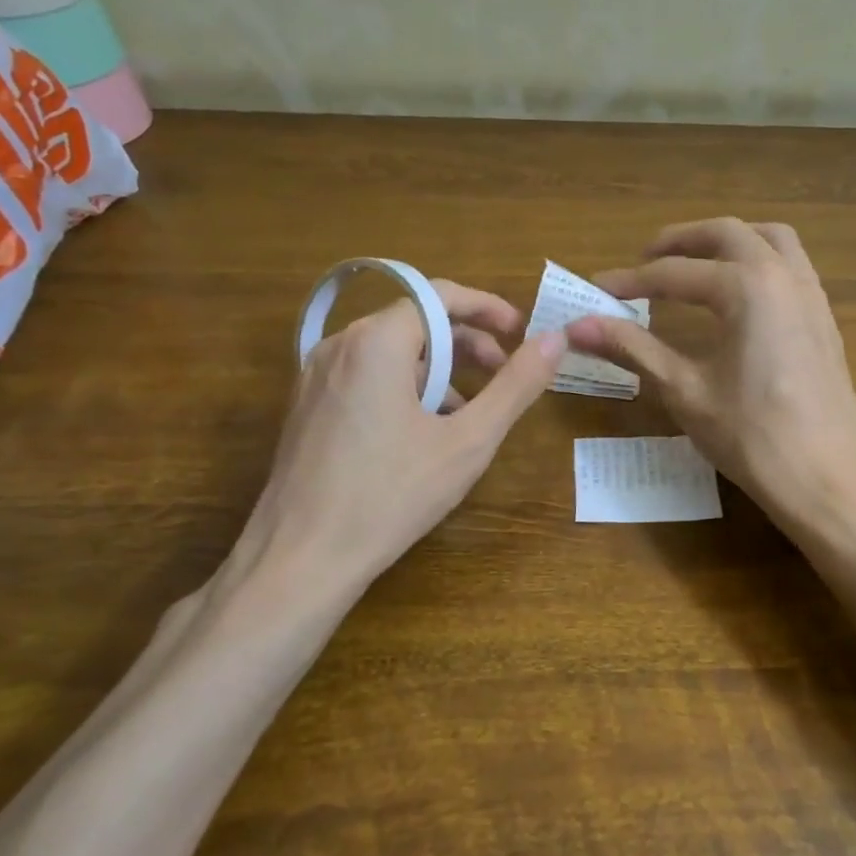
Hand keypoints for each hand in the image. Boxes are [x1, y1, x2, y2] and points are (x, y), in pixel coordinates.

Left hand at [219, 280, 567, 620]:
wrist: (299, 560)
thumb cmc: (390, 495)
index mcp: (377, 342)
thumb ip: (516, 385)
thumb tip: (556, 339)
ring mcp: (315, 376)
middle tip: (503, 374)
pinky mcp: (307, 406)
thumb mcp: (469, 441)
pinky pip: (366, 376)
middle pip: (415, 321)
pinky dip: (405, 387)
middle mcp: (339, 345)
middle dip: (466, 342)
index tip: (521, 333)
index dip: (487, 308)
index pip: (440, 295)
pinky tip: (424, 432)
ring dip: (438, 369)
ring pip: (391, 351)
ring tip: (469, 411)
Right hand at [567, 218, 855, 539]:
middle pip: (727, 233)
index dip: (630, 281)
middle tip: (644, 260)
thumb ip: (634, 348)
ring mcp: (812, 295)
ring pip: (769, 239)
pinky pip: (791, 265)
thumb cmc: (753, 437)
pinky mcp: (825, 319)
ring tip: (694, 264)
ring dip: (727, 242)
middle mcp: (784, 276)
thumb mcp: (685, 391)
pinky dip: (758, 260)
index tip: (596, 290)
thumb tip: (577, 327)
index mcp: (747, 287)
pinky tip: (738, 296)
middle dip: (681, 241)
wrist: (830, 483)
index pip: (675, 274)